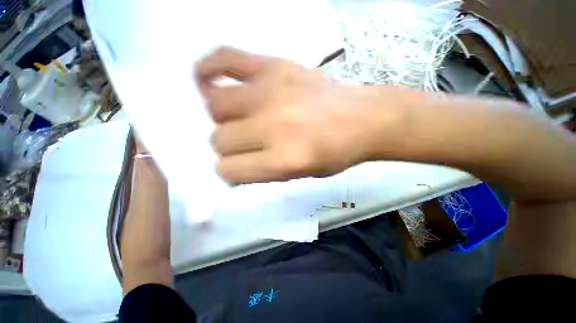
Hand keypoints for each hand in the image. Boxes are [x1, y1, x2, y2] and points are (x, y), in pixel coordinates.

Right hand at [196, 47, 404, 182]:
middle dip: (228, 147)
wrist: (363, 119)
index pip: (229, 169)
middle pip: (220, 139)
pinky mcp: (274, 65)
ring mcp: (271, 91)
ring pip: (215, 106)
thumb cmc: (335, 153)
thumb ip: (262, 172)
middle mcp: (273, 126)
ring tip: (238, 117)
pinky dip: (208, 70)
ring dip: (222, 118)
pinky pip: (224, 58)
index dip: (230, 171)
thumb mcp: (300, 174)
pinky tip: (210, 82)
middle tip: (244, 142)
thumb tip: (231, 166)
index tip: (237, 167)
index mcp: (283, 159)